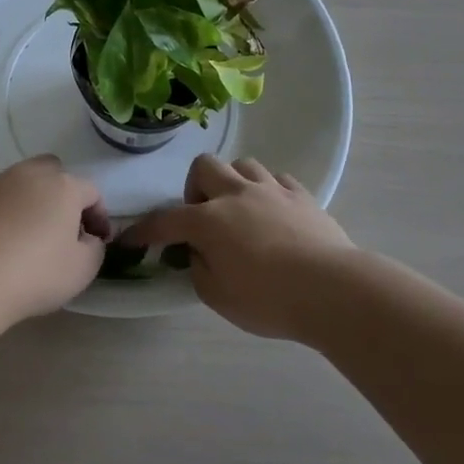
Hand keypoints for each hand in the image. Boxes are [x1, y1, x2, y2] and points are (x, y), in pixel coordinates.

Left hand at [0, 156, 110, 326]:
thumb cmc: (34, 273)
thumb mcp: (82, 269)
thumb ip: (94, 248)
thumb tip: (86, 238)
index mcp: (63, 186)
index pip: (91, 192)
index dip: (99, 217)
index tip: (98, 241)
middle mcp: (30, 175)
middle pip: (54, 173)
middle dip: (64, 196)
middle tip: (65, 228)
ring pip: (24, 184)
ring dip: (34, 203)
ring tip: (32, 236)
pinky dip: (8, 214)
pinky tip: (4, 242)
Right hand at [121, 154, 355, 339]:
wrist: (332, 290)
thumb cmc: (268, 299)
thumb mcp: (218, 296)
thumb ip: (199, 269)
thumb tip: (198, 252)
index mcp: (209, 221)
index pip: (165, 220)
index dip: (144, 230)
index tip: (130, 240)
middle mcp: (236, 194)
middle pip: (204, 167)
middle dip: (195, 188)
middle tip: (203, 217)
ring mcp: (272, 190)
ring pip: (243, 164)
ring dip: (233, 183)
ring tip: (240, 210)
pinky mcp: (303, 196)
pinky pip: (278, 179)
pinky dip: (268, 191)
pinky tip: (273, 212)